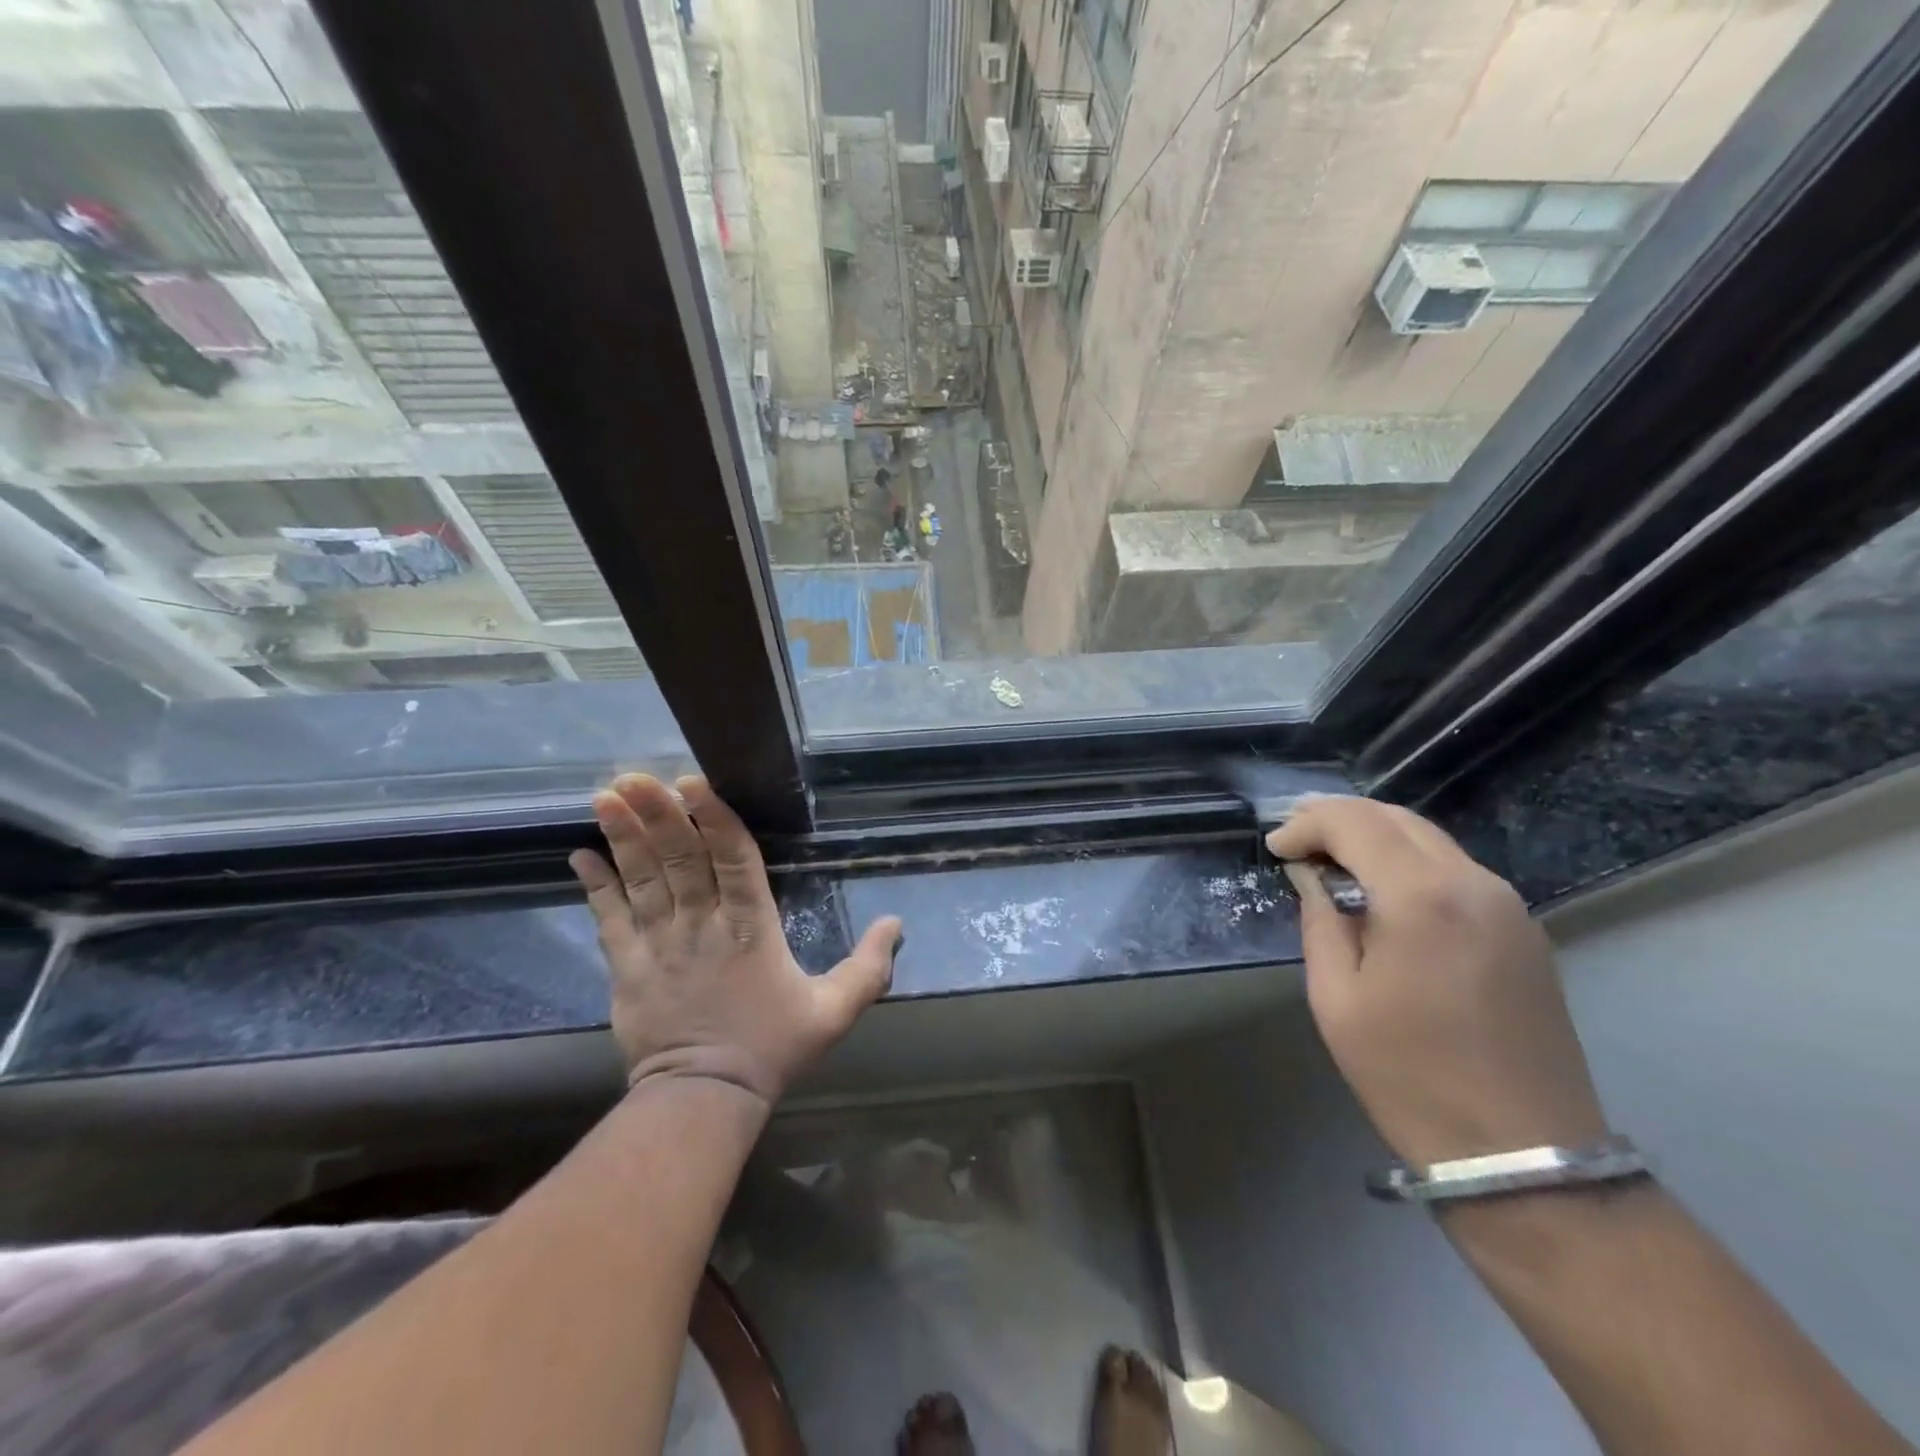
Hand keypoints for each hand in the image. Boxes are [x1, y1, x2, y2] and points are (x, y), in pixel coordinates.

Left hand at [570, 773, 901, 1105]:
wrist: (704, 1098)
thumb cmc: (772, 1047)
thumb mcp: (835, 1011)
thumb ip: (869, 966)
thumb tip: (896, 922)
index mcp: (751, 927)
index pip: (732, 860)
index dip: (714, 818)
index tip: (692, 782)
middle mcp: (702, 924)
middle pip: (680, 859)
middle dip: (659, 814)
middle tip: (635, 776)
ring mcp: (659, 944)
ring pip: (641, 879)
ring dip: (624, 836)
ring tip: (606, 796)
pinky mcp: (627, 967)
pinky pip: (608, 919)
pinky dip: (595, 886)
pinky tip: (580, 854)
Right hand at [1268, 797, 1608, 1170]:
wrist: (1524, 1154)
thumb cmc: (1410, 1077)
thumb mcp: (1337, 999)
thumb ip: (1320, 921)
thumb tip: (1311, 876)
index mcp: (1422, 897)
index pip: (1355, 823)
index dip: (1306, 825)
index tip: (1274, 847)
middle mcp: (1473, 883)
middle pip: (1396, 818)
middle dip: (1338, 817)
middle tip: (1295, 837)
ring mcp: (1507, 904)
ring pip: (1429, 838)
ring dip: (1375, 835)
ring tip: (1330, 855)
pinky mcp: (1523, 929)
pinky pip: (1455, 868)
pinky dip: (1408, 859)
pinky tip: (1380, 885)